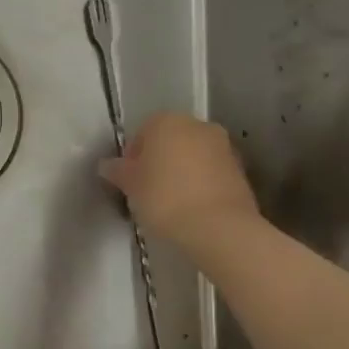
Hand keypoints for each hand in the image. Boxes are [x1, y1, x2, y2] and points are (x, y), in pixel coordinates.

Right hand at [98, 111, 261, 255]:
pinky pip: (210, 173)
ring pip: (192, 156)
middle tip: (147, 190)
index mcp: (167, 121)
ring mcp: (223, 147)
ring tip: (170, 202)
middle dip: (158, 161)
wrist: (219, 227)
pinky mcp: (241, 171)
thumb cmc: (164, 198)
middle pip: (169, 141)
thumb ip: (116, 170)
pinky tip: (191, 208)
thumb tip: (107, 165)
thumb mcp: (129, 185)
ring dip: (180, 172)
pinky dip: (199, 184)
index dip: (132, 157)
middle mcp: (198, 126)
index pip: (141, 133)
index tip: (128, 181)